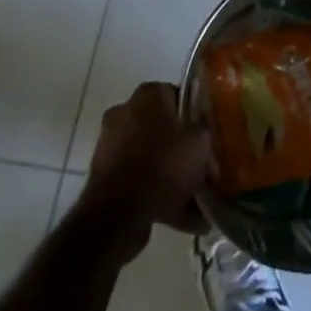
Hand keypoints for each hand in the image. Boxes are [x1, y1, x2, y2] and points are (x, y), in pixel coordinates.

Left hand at [77, 82, 210, 241]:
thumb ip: (206, 129)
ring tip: (194, 200)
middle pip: (163, 128)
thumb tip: (205, 128)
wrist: (116, 217)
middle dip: (181, 148)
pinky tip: (180, 216)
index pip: (179, 96)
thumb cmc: (163, 165)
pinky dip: (155, 194)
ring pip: (151, 156)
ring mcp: (110, 145)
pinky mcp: (103, 176)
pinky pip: (138, 180)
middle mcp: (125, 112)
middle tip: (202, 167)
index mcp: (148, 94)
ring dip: (170, 174)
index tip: (207, 136)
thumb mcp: (201, 141)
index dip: (196, 116)